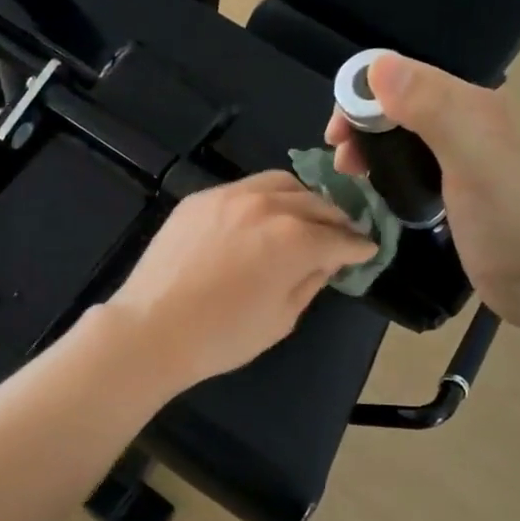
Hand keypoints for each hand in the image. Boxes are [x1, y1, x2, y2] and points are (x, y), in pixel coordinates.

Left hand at [101, 171, 376, 393]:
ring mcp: (229, 196)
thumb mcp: (281, 318)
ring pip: (280, 184)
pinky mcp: (200, 198)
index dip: (359, 246)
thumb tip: (327, 260)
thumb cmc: (222, 336)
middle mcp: (267, 205)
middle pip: (315, 203)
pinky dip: (265, 197)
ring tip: (306, 216)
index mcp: (294, 238)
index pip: (340, 238)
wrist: (151, 329)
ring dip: (302, 199)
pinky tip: (263, 215)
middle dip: (336, 219)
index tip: (368, 250)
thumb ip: (310, 281)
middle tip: (343, 234)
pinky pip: (244, 188)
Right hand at [325, 53, 519, 330]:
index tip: (336, 134)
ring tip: (349, 174)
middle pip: (400, 102)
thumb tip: (378, 66)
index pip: (405, 76)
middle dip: (362, 122)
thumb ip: (432, 111)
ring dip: (370, 144)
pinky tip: (374, 186)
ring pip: (403, 132)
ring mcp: (462, 155)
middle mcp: (468, 121)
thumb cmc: (510, 223)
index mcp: (474, 105)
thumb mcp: (473, 162)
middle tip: (340, 160)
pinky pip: (410, 161)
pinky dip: (385, 166)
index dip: (362, 95)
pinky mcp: (454, 187)